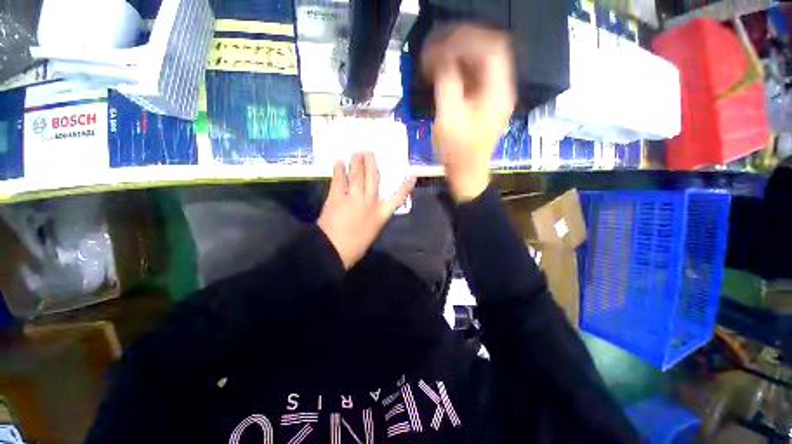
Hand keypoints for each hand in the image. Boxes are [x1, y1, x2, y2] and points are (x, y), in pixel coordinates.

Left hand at [317, 152, 415, 268]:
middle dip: (372, 163)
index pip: (398, 198)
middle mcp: (369, 202)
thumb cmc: (355, 245)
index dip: (405, 187)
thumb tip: (372, 205)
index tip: (412, 177)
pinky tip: (338, 162)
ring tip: (356, 152)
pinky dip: (339, 170)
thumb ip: (374, 216)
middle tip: (369, 152)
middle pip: (373, 178)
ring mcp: (353, 198)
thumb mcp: (372, 231)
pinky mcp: (337, 197)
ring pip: (357, 175)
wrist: (334, 250)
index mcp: (381, 214)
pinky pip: (339, 180)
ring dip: (356, 162)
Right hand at [421, 25, 516, 201]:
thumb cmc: (457, 152)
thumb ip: (447, 83)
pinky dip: (459, 73)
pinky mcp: (483, 106)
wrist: (466, 175)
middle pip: (487, 53)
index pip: (492, 48)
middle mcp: (500, 90)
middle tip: (436, 51)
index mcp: (497, 92)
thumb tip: (441, 57)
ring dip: (458, 59)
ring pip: (480, 66)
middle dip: (461, 47)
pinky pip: (474, 80)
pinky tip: (443, 77)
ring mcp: (493, 98)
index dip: (467, 40)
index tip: (442, 46)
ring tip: (436, 62)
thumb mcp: (449, 117)